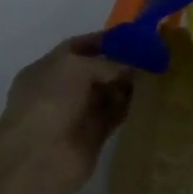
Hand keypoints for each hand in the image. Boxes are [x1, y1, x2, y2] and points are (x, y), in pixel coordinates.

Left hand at [0, 35, 134, 193]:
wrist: (39, 156)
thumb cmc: (50, 101)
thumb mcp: (76, 67)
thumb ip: (105, 63)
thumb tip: (129, 69)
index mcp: (46, 69)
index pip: (76, 48)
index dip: (101, 41)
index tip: (129, 37)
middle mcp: (60, 90)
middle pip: (94, 72)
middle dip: (118, 64)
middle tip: (149, 56)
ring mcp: (76, 115)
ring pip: (106, 95)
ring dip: (126, 86)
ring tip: (154, 75)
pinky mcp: (92, 137)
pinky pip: (113, 116)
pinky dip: (128, 108)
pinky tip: (148, 98)